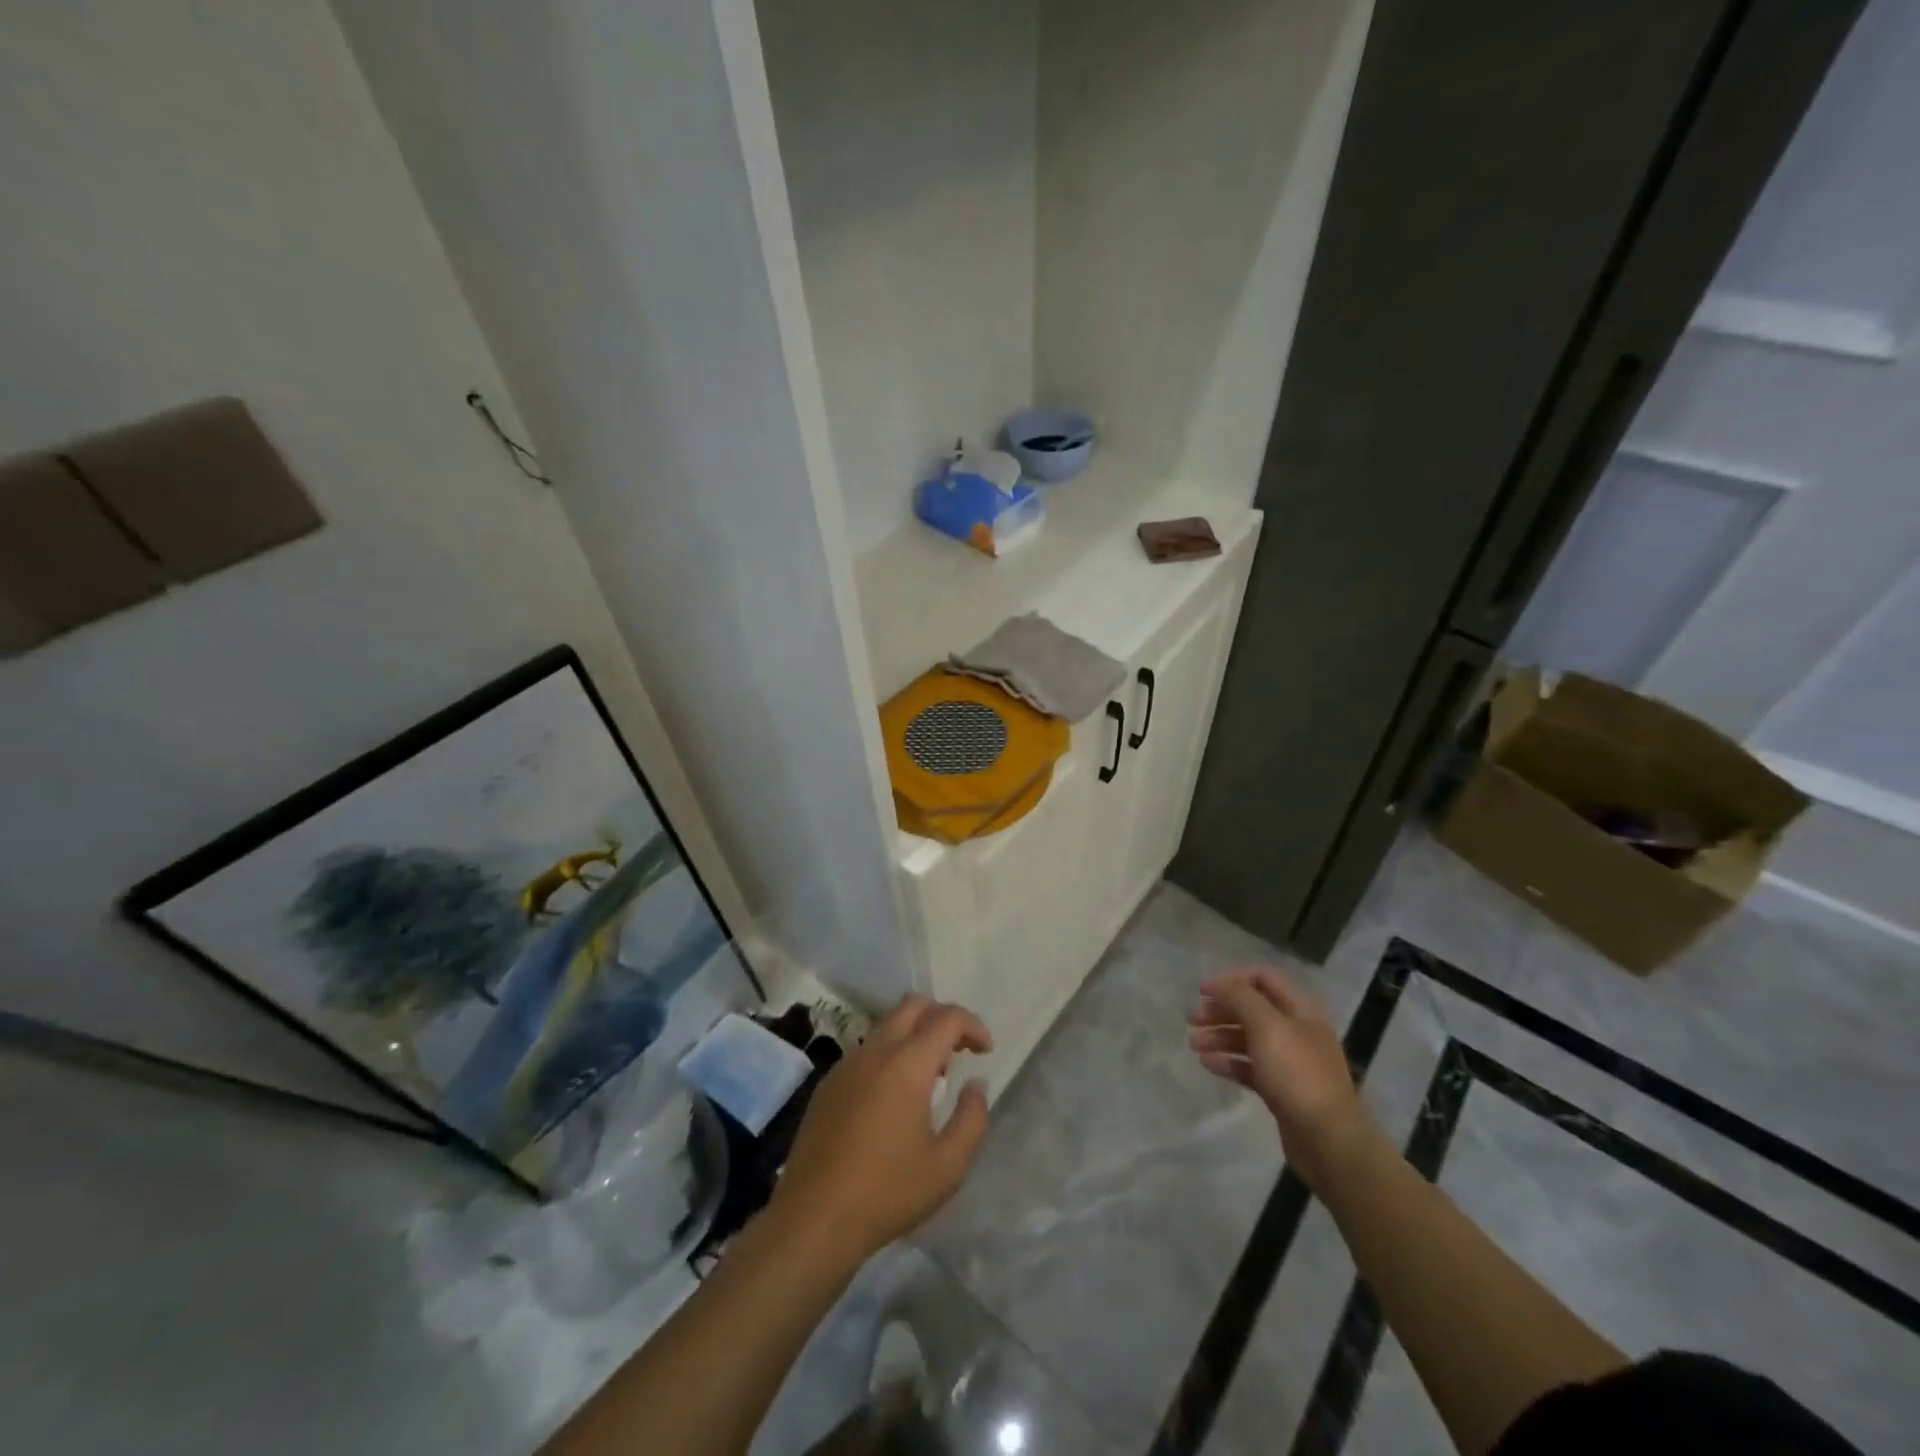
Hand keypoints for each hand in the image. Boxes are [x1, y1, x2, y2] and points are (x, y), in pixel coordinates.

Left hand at [768, 994, 992, 1262]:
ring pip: (887, 1025)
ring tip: (931, 1076)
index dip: (973, 1026)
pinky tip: (894, 1096)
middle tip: (960, 1051)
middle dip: (943, 1017)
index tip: (985, 1052)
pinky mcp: (829, 1083)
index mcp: (907, 1064)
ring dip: (915, 1035)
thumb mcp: (947, 1167)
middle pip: (913, 1005)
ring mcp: (847, 1064)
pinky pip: (866, 1049)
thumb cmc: (887, 1193)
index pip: (947, 1018)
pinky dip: (890, 1053)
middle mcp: (875, 1051)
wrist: (813, 1219)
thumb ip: (972, 1119)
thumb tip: (976, 1086)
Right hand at [1188, 968, 1374, 1183]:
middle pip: (1252, 1009)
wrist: (1328, 1140)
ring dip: (1219, 1036)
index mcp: (1300, 1009)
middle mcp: (1296, 1030)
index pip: (1262, 978)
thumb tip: (1220, 984)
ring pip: (1248, 1038)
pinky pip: (1250, 1067)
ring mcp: (1290, 1061)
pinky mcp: (1282, 1089)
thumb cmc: (1297, 1074)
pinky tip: (1207, 1064)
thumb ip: (1240, 998)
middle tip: (1192, 1019)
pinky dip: (1229, 1062)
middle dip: (1221, 1010)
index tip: (1201, 991)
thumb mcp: (1267, 1026)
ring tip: (1193, 1045)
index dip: (1231, 980)